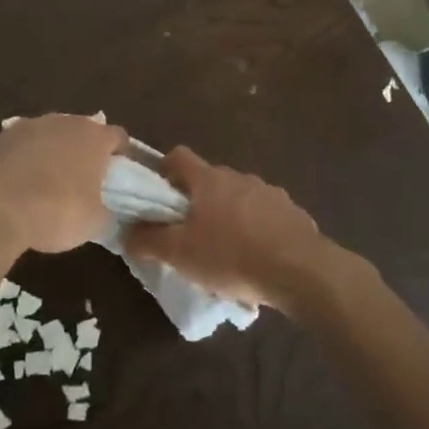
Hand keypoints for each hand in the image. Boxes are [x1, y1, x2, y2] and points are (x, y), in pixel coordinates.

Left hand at [0, 114, 126, 254]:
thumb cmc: (57, 211)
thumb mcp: (95, 222)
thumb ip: (107, 211)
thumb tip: (106, 211)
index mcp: (95, 138)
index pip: (118, 137)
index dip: (121, 154)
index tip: (119, 173)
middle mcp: (66, 122)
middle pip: (84, 130)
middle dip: (86, 150)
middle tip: (84, 178)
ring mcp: (33, 124)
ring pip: (53, 133)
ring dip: (55, 150)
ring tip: (50, 178)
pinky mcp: (5, 135)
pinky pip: (25, 142)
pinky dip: (28, 155)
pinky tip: (22, 178)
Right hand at [120, 148, 332, 310]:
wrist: (302, 272)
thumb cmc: (232, 256)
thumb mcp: (181, 254)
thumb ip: (149, 240)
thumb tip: (126, 231)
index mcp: (208, 179)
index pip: (178, 157)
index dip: (163, 171)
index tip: (157, 196)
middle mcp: (238, 177)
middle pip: (208, 180)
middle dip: (196, 202)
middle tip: (188, 233)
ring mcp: (269, 193)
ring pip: (238, 198)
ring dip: (228, 217)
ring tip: (225, 253)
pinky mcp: (293, 213)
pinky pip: (265, 216)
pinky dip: (256, 230)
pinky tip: (256, 260)